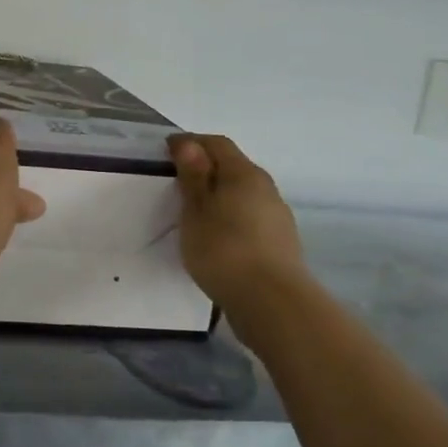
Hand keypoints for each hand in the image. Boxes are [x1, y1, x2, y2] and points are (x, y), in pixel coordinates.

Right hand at [171, 134, 307, 309]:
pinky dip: (231, 217)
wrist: (272, 303)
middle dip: (206, 168)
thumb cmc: (224, 250)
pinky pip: (250, 218)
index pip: (217, 144)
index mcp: (244, 174)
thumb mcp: (196, 210)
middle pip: (233, 167)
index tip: (166, 151)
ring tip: (195, 213)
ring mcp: (277, 216)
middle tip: (177, 182)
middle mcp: (266, 188)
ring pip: (243, 194)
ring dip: (220, 195)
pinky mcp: (280, 243)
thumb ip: (194, 176)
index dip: (191, 142)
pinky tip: (218, 237)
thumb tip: (189, 143)